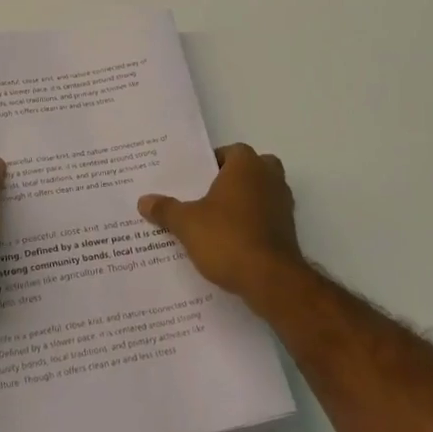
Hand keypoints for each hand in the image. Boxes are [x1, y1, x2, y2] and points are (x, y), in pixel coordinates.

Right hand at [138, 144, 303, 301]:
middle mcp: (270, 178)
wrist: (271, 280)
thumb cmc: (227, 238)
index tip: (194, 179)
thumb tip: (143, 200)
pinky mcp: (289, 231)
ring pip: (261, 193)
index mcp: (247, 165)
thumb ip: (166, 209)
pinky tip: (231, 242)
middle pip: (251, 169)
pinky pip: (267, 218)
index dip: (212, 163)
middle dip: (232, 180)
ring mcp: (284, 204)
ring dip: (245, 202)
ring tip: (215, 220)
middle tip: (206, 195)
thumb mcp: (187, 223)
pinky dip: (253, 224)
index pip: (231, 151)